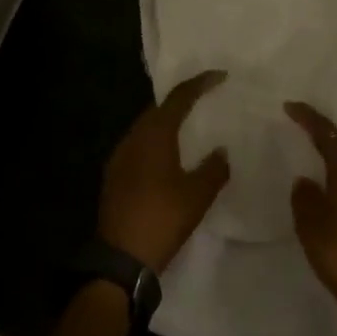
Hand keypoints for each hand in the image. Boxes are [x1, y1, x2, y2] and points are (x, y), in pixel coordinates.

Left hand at [98, 70, 230, 273]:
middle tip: (205, 99)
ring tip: (190, 127)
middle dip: (181, 101)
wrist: (121, 259)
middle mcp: (133, 138)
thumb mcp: (197, 195)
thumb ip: (214, 168)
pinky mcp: (114, 176)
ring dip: (168, 122)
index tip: (221, 76)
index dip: (200, 83)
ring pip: (146, 128)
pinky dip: (156, 142)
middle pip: (159, 109)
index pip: (179, 98)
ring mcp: (119, 157)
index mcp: (154, 135)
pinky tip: (169, 157)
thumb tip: (222, 151)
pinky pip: (139, 146)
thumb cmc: (162, 219)